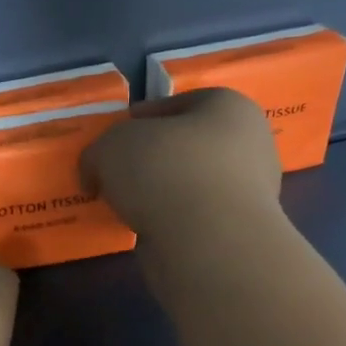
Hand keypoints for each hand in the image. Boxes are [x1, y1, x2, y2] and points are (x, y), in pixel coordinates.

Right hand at [81, 89, 286, 284]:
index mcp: (228, 107)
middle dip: (150, 158)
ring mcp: (249, 192)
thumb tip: (96, 174)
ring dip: (159, 193)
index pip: (177, 103)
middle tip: (114, 173)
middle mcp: (248, 144)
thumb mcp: (110, 146)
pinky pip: (194, 218)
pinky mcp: (237, 232)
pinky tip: (141, 229)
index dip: (140, 118)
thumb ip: (98, 152)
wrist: (207, 242)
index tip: (112, 137)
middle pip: (185, 146)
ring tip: (122, 206)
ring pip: (190, 184)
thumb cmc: (165, 170)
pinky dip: (168, 222)